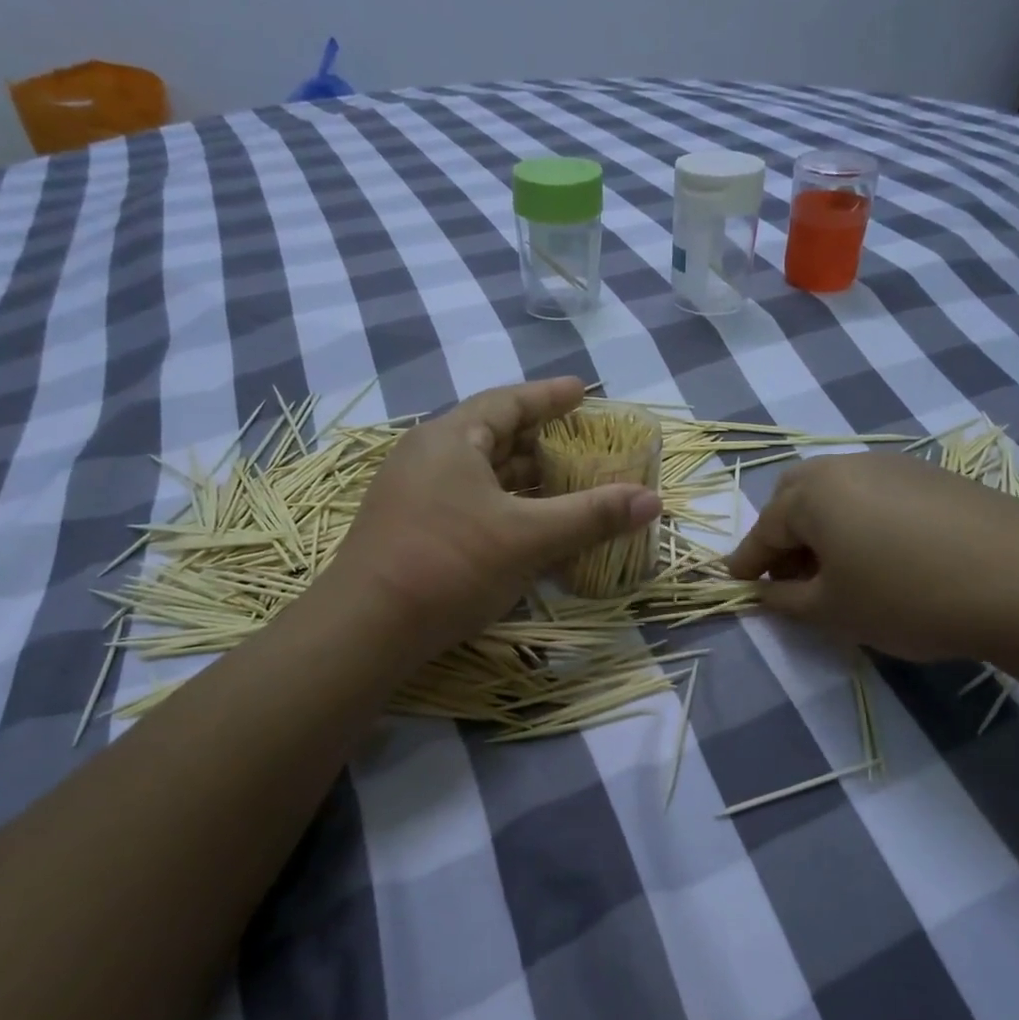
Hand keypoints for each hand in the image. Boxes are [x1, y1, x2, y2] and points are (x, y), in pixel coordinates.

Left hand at [323, 378, 661, 667]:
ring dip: (521, 476)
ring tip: (562, 480)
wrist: (365, 628)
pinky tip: (525, 523)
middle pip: (493, 435)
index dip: (549, 396)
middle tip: (580, 441)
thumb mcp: (529, 537)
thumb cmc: (450, 564)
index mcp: (451, 438)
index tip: (582, 391)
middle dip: (539, 438)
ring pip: (479, 472)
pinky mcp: (409, 526)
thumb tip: (652, 500)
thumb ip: (591, 515)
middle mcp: (427, 455)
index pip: (508, 402)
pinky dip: (502, 503)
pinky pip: (466, 499)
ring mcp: (413, 492)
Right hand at [726, 450, 1018, 670]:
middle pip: (797, 496)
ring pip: (840, 492)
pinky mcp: (937, 477)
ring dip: (824, 527)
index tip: (736, 584)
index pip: (764, 529)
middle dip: (784, 534)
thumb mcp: (834, 611)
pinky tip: (887, 557)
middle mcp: (849, 465)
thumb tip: (763, 592)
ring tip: (839, 570)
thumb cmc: (909, 596)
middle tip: (791, 576)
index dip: (747, 561)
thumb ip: (785, 601)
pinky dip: (863, 522)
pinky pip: (878, 495)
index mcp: (814, 492)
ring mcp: (897, 466)